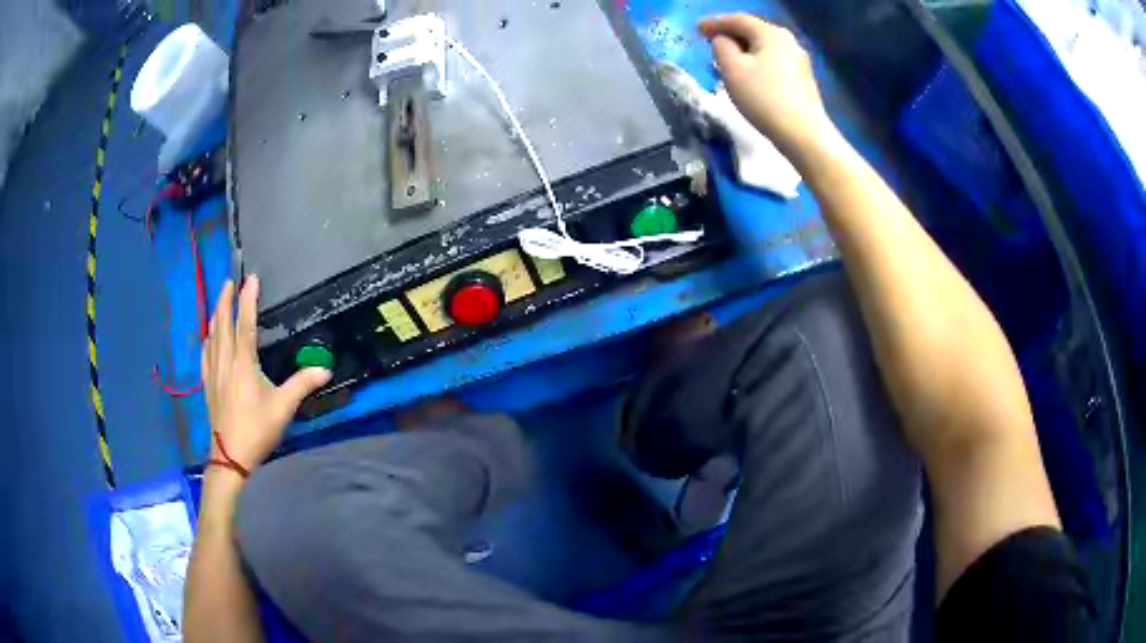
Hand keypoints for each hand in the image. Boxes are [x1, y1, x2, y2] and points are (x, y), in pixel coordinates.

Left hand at [202, 276, 330, 472]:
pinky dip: (207, 339)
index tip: (251, 278)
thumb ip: (302, 384)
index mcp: (243, 362)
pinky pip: (205, 353)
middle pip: (222, 323)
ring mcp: (213, 371)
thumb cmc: (257, 429)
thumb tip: (325, 369)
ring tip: (219, 302)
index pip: (246, 323)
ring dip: (216, 315)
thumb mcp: (283, 407)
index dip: (248, 299)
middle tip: (229, 281)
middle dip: (225, 299)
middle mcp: (225, 360)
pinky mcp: (208, 383)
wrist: (230, 455)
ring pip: (212, 335)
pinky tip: (208, 337)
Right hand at [699, 15, 835, 153]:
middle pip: (753, 32)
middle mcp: (788, 41)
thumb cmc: (764, 97)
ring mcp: (799, 61)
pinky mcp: (803, 80)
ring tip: (727, 59)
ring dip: (744, 50)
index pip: (738, 20)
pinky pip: (773, 62)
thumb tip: (723, 41)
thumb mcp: (732, 69)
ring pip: (764, 48)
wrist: (803, 134)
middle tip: (710, 42)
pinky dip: (757, 63)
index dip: (715, 23)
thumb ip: (721, 47)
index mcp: (771, 33)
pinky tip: (750, 74)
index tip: (697, 29)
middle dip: (731, 35)